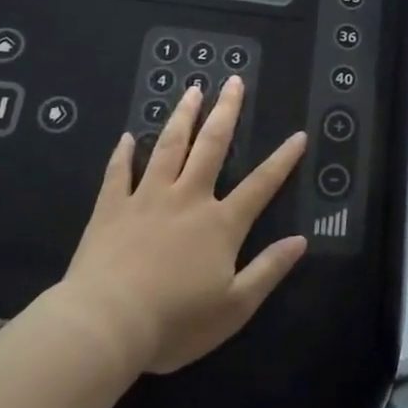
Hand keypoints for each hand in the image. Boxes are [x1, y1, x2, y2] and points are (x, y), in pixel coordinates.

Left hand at [50, 76, 308, 374]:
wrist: (105, 326)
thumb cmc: (175, 322)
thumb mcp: (235, 306)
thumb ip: (269, 270)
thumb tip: (301, 241)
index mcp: (220, 224)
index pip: (260, 185)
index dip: (282, 160)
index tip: (298, 135)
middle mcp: (188, 200)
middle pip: (211, 147)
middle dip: (226, 112)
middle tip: (233, 81)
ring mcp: (147, 200)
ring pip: (168, 148)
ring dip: (182, 117)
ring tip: (192, 90)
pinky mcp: (111, 210)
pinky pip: (118, 174)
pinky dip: (123, 154)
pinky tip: (127, 136)